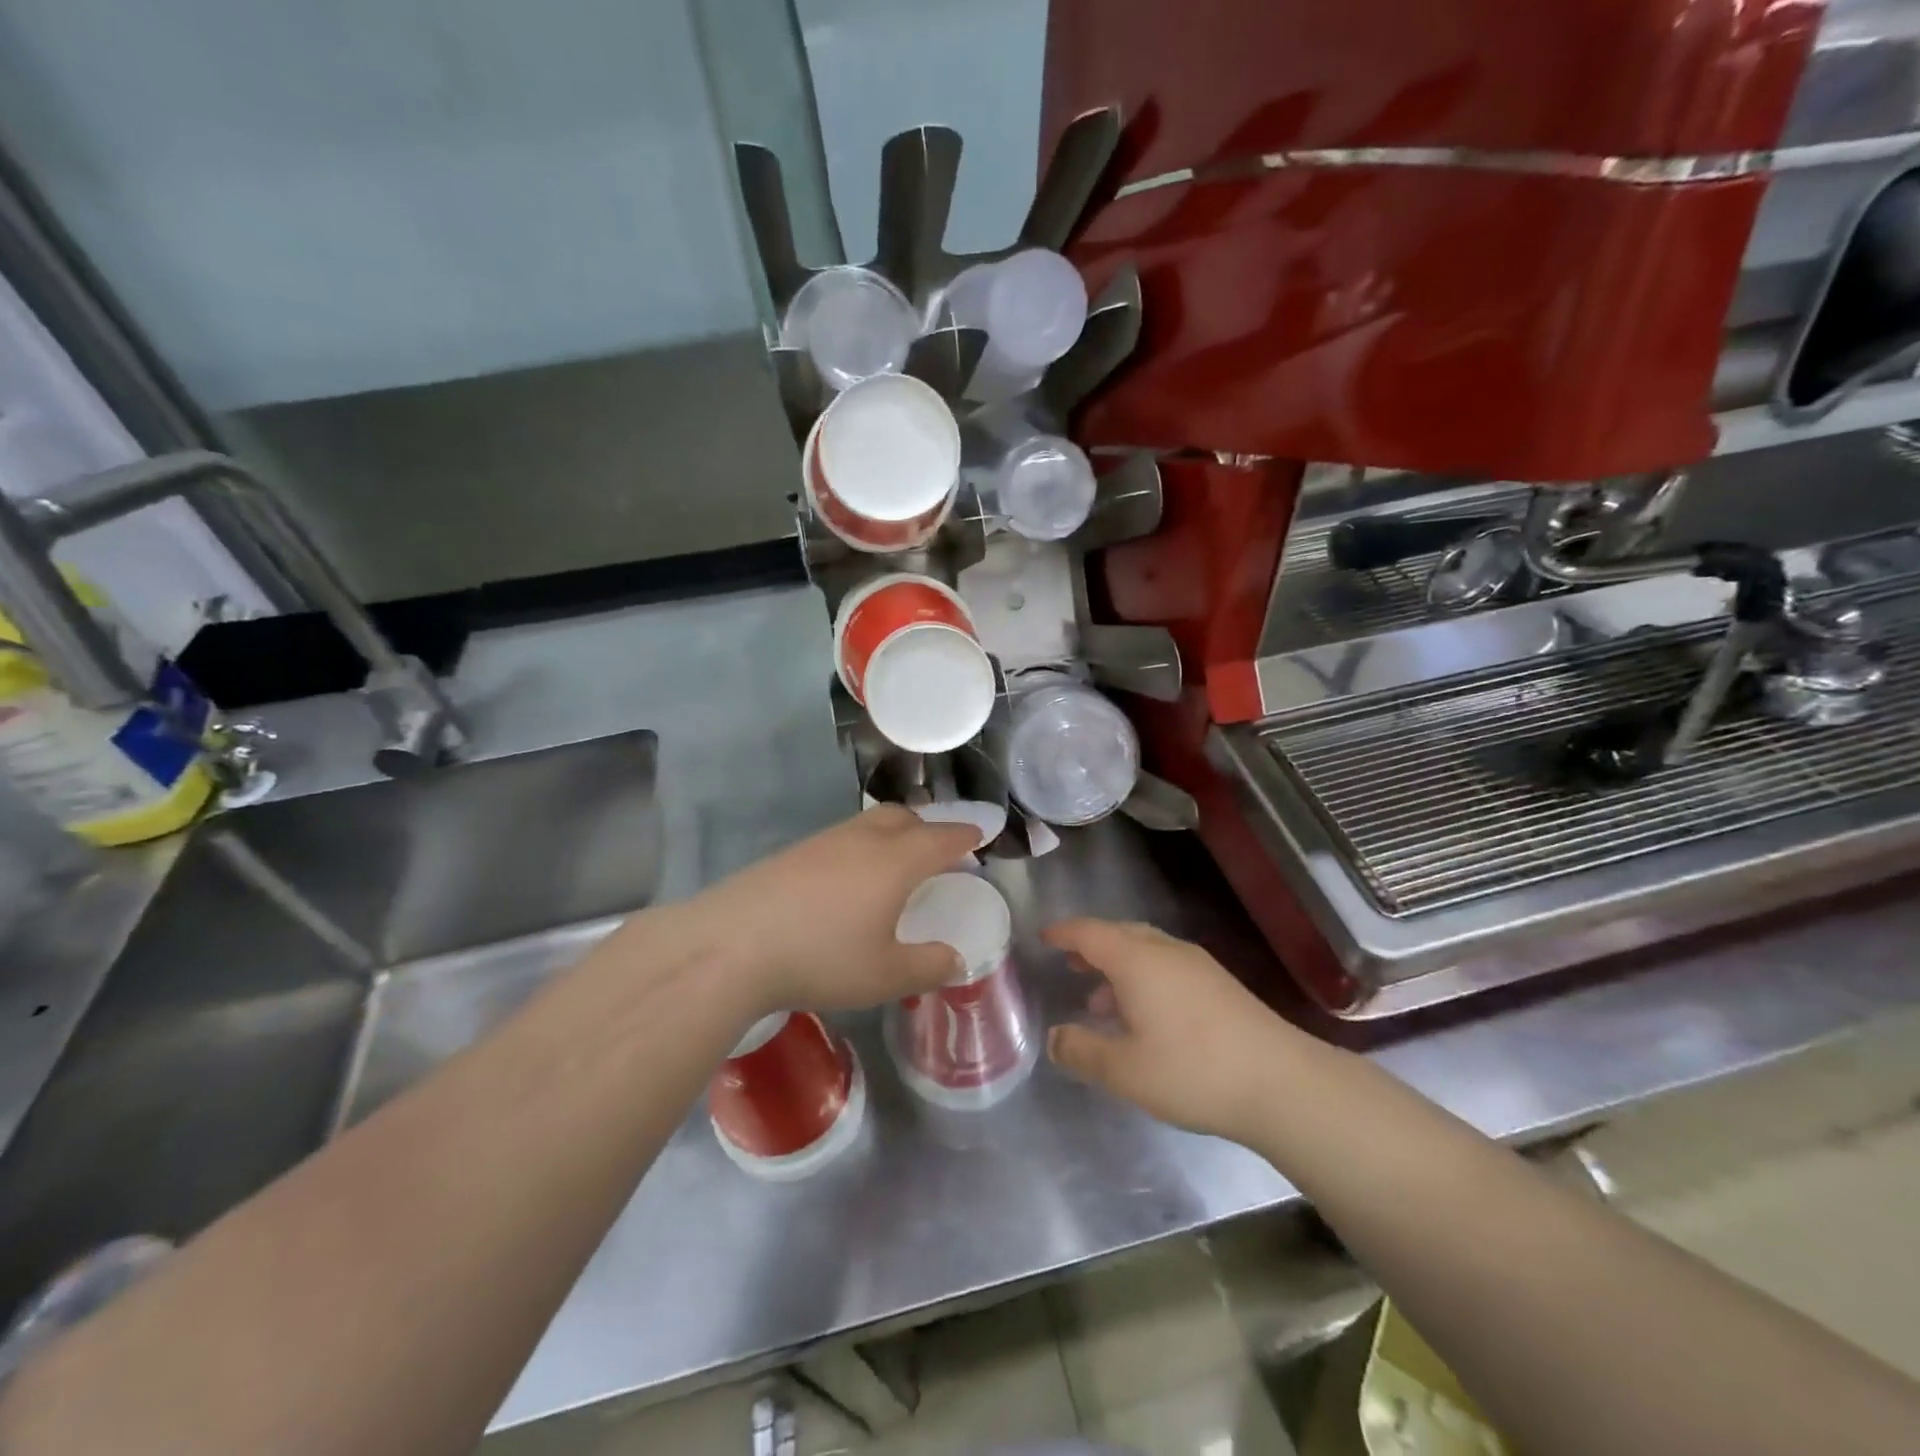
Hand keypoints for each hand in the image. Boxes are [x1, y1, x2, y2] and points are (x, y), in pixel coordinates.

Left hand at [683, 805, 982, 1016]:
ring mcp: (823, 842)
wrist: (732, 945)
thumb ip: (928, 966)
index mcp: (896, 861)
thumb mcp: (886, 975)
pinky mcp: (792, 853)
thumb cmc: (822, 958)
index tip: (980, 833)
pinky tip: (846, 881)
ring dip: (892, 834)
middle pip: (904, 818)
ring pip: (869, 824)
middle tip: (937, 850)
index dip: (965, 835)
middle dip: (928, 827)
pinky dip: (859, 848)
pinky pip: (841, 839)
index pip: (942, 838)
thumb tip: (955, 959)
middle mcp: (863, 840)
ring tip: (893, 865)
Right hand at [1045, 919, 1301, 1145]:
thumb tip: (1054, 1038)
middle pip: (1119, 935)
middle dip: (1091, 946)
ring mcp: (1197, 966)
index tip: (1043, 937)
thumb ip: (1082, 1051)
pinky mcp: (1220, 985)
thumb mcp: (1124, 1070)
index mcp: (1137, 960)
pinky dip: (1144, 978)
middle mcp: (1166, 951)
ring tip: (1101, 1001)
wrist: (1282, 1083)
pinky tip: (1146, 1016)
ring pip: (1146, 951)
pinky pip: (1167, 966)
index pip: (1089, 932)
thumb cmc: (1192, 1071)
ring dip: (1118, 966)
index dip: (1063, 933)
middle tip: (1070, 963)